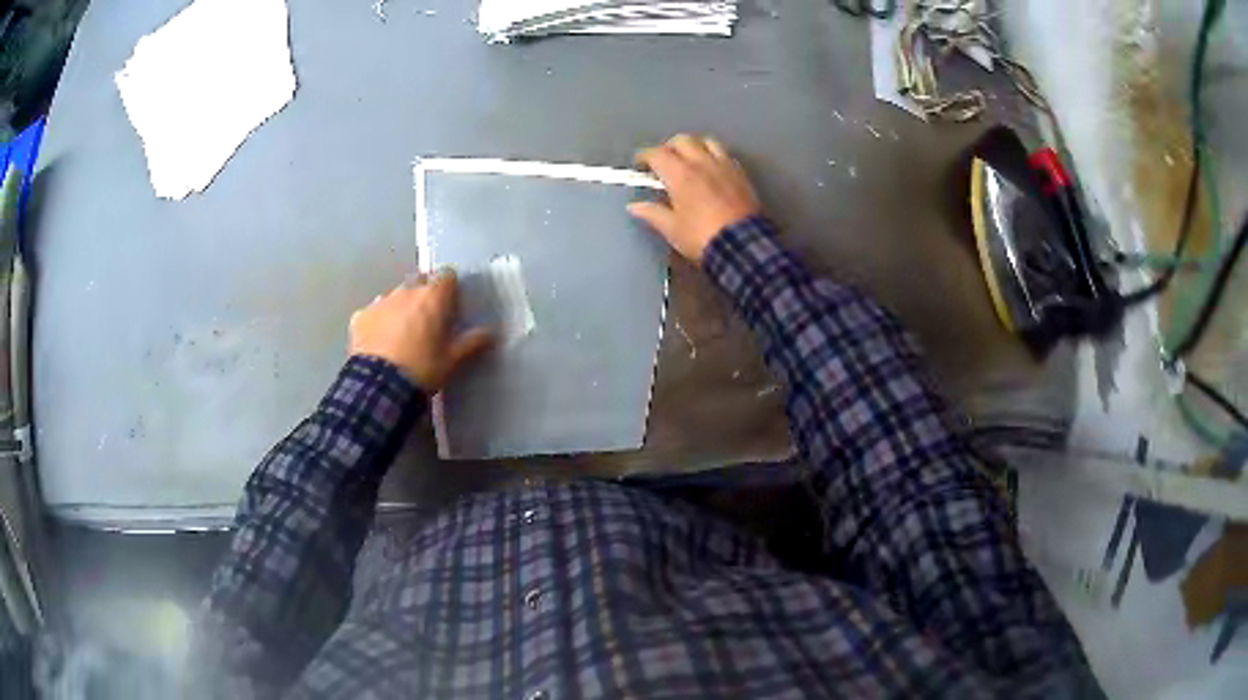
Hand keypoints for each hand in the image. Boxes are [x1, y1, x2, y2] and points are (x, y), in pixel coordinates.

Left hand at [349, 270, 492, 392]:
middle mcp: (406, 291)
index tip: (452, 305)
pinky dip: (378, 322)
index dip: (450, 288)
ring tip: (401, 333)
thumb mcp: (452, 360)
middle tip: (427, 320)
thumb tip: (492, 332)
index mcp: (432, 297)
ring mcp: (380, 302)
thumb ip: (472, 342)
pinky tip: (379, 342)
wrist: (379, 386)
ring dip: (400, 307)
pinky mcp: (360, 316)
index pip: (447, 276)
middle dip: (424, 295)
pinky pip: (373, 312)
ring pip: (395, 296)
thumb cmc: (422, 368)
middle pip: (419, 282)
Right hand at [629, 134, 762, 262]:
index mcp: (680, 174)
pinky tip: (711, 170)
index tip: (640, 166)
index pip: (657, 153)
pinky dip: (714, 156)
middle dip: (669, 147)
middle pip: (682, 140)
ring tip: (689, 160)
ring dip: (694, 146)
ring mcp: (724, 166)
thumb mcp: (672, 230)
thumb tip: (635, 206)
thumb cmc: (702, 237)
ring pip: (706, 141)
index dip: (644, 156)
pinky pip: (725, 154)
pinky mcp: (741, 174)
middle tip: (663, 162)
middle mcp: (702, 163)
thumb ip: (652, 214)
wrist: (743, 246)